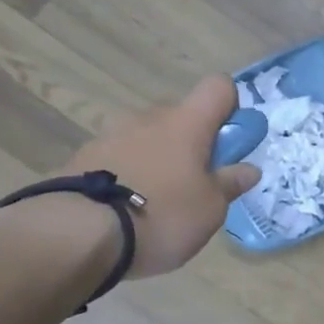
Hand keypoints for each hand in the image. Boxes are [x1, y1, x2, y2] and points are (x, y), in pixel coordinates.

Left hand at [62, 76, 260, 277]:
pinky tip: (124, 212)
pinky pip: (117, 160)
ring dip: (157, 160)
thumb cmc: (161, 215)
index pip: (218, 87)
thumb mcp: (210, 209)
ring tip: (155, 205)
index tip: (231, 142)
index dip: (230, 107)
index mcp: (187, 123)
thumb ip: (230, 184)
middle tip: (196, 184)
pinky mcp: (80, 160)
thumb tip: (249, 169)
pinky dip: (127, 176)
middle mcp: (148, 119)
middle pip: (181, 117)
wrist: (75, 235)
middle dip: (192, 143)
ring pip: (147, 139)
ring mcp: (110, 136)